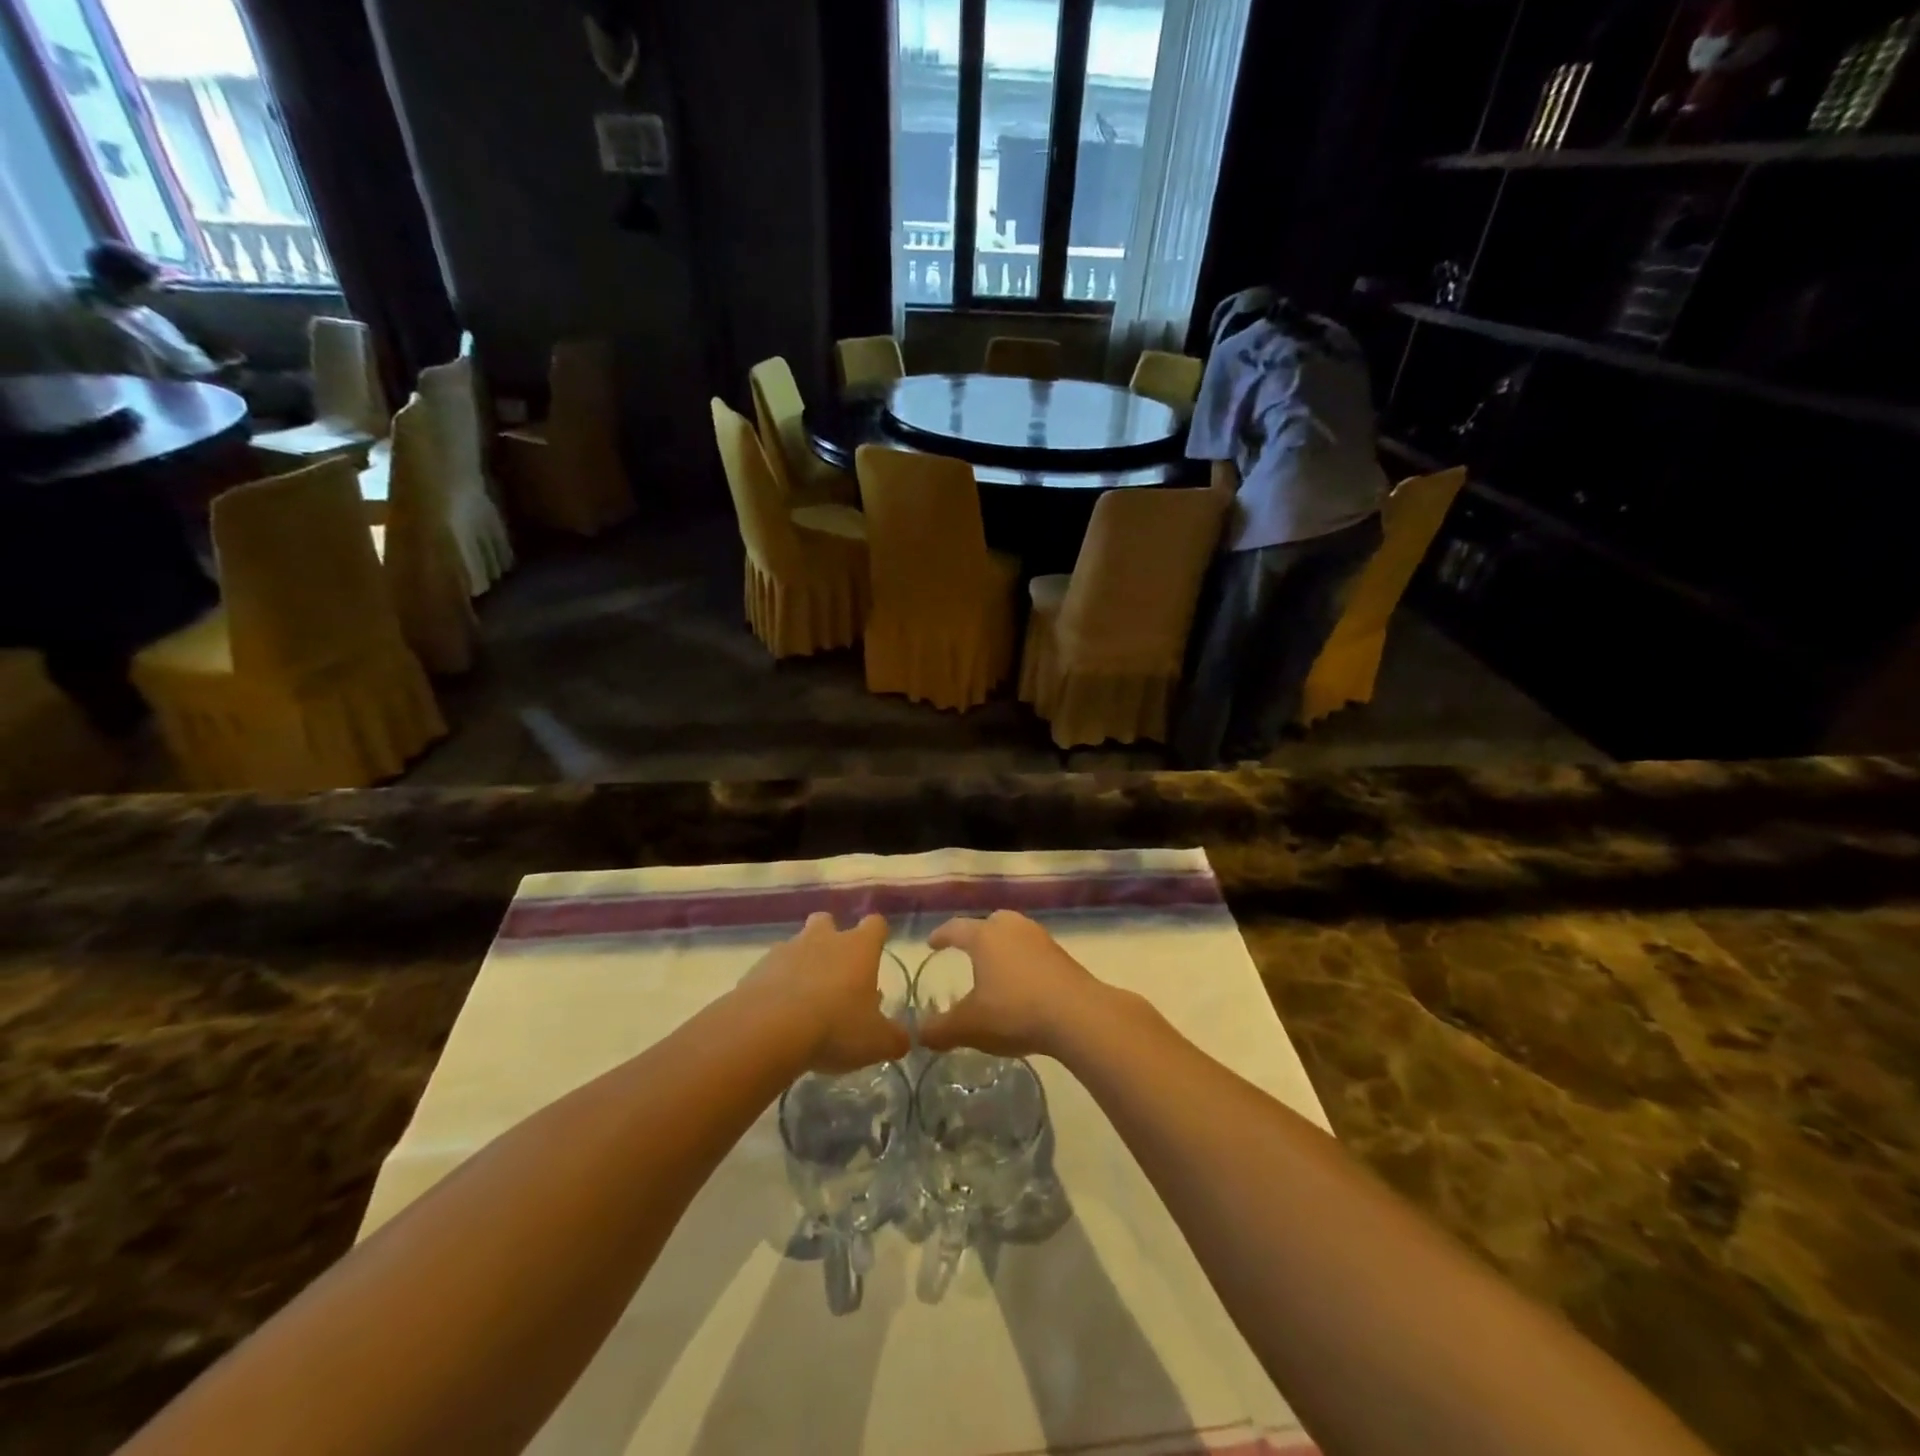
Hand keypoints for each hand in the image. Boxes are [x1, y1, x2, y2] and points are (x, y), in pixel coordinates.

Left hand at [743, 912, 908, 1073]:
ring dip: (802, 964)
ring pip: (797, 945)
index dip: (877, 936)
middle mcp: (823, 939)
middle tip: (835, 973)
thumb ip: (894, 1038)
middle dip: (831, 939)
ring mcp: (786, 950)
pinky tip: (777, 1013)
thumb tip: (903, 1039)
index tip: (876, 952)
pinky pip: (771, 970)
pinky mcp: (757, 969)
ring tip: (803, 1000)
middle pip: (828, 921)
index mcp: (858, 947)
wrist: (768, 1031)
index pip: (875, 924)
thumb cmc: (835, 1027)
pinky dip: (775, 985)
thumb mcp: (876, 1042)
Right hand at [918, 911, 1103, 1057]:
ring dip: (1004, 947)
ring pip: (1015, 934)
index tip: (932, 943)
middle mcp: (1012, 928)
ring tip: (997, 969)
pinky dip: (1023, 961)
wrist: (1078, 1016)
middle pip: (991, 922)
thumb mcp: (970, 1027)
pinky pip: (1034, 951)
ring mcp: (1040, 939)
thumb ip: (940, 1030)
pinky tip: (1023, 984)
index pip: (956, 928)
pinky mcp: (1062, 955)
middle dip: (977, 934)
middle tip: (968, 951)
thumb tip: (919, 1034)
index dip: (942, 935)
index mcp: (985, 937)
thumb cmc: (1015, 1012)